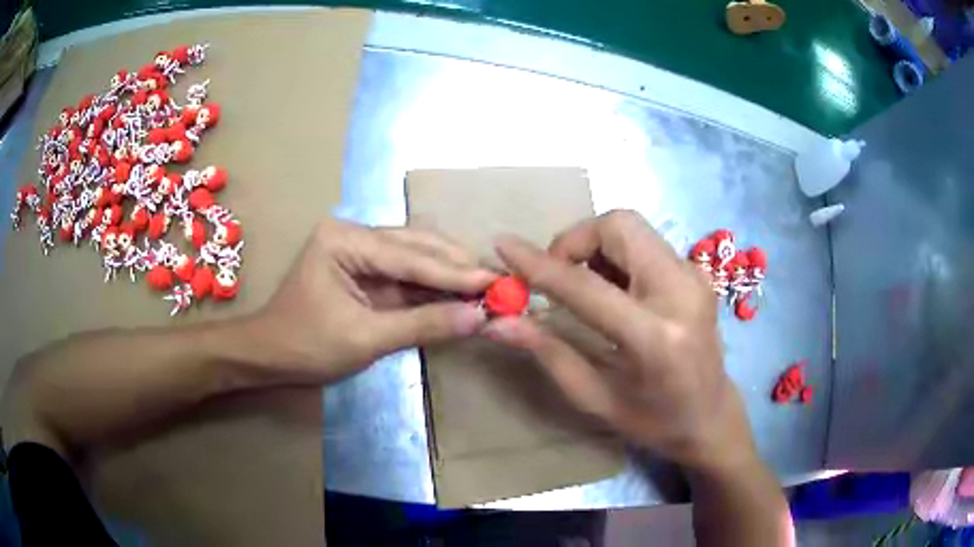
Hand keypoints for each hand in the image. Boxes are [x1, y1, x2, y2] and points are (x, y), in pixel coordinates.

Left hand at [243, 219, 494, 383]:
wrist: (269, 357)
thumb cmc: (306, 345)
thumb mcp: (365, 339)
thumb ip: (423, 325)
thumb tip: (478, 319)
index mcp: (345, 239)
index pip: (409, 255)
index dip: (455, 273)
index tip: (496, 282)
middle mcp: (354, 234)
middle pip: (416, 246)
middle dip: (457, 267)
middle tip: (499, 283)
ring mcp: (360, 250)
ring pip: (415, 257)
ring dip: (449, 275)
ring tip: (487, 288)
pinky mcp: (365, 271)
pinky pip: (406, 276)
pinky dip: (432, 288)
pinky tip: (460, 295)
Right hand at [483, 210, 756, 470]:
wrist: (711, 415)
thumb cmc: (653, 421)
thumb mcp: (595, 398)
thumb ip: (548, 353)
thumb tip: (499, 322)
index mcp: (655, 338)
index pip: (586, 287)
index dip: (539, 263)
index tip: (504, 245)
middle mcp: (681, 293)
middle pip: (619, 226)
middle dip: (576, 240)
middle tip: (558, 275)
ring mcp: (694, 276)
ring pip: (632, 227)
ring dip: (595, 245)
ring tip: (583, 284)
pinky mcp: (696, 271)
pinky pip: (645, 241)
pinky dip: (616, 253)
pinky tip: (612, 288)